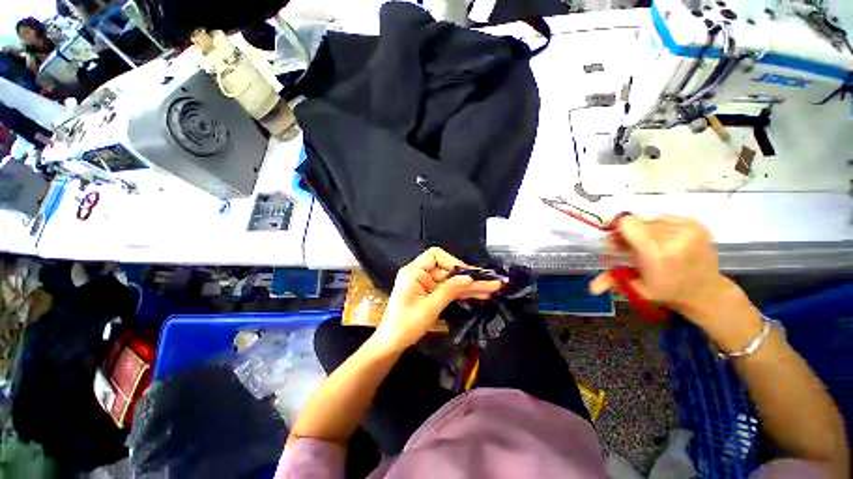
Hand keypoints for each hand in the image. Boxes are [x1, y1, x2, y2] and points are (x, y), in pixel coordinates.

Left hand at [371, 247, 503, 352]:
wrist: (392, 343)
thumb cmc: (406, 325)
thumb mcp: (430, 307)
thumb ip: (450, 290)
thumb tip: (469, 278)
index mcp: (415, 271)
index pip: (436, 255)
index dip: (453, 262)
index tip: (467, 274)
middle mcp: (421, 274)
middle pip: (448, 270)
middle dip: (469, 277)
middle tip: (492, 282)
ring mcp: (426, 284)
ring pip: (451, 281)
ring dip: (470, 286)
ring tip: (492, 289)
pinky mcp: (430, 294)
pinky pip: (448, 290)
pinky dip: (462, 293)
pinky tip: (479, 295)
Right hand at [589, 215, 732, 320]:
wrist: (707, 291)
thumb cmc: (667, 291)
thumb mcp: (637, 288)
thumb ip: (612, 280)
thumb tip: (591, 288)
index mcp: (657, 255)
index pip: (629, 223)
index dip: (618, 230)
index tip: (617, 242)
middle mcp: (674, 238)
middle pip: (638, 223)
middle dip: (631, 234)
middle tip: (633, 249)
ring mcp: (689, 230)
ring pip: (650, 220)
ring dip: (645, 232)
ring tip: (652, 247)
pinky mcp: (697, 225)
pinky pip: (665, 218)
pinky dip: (660, 228)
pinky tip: (665, 241)